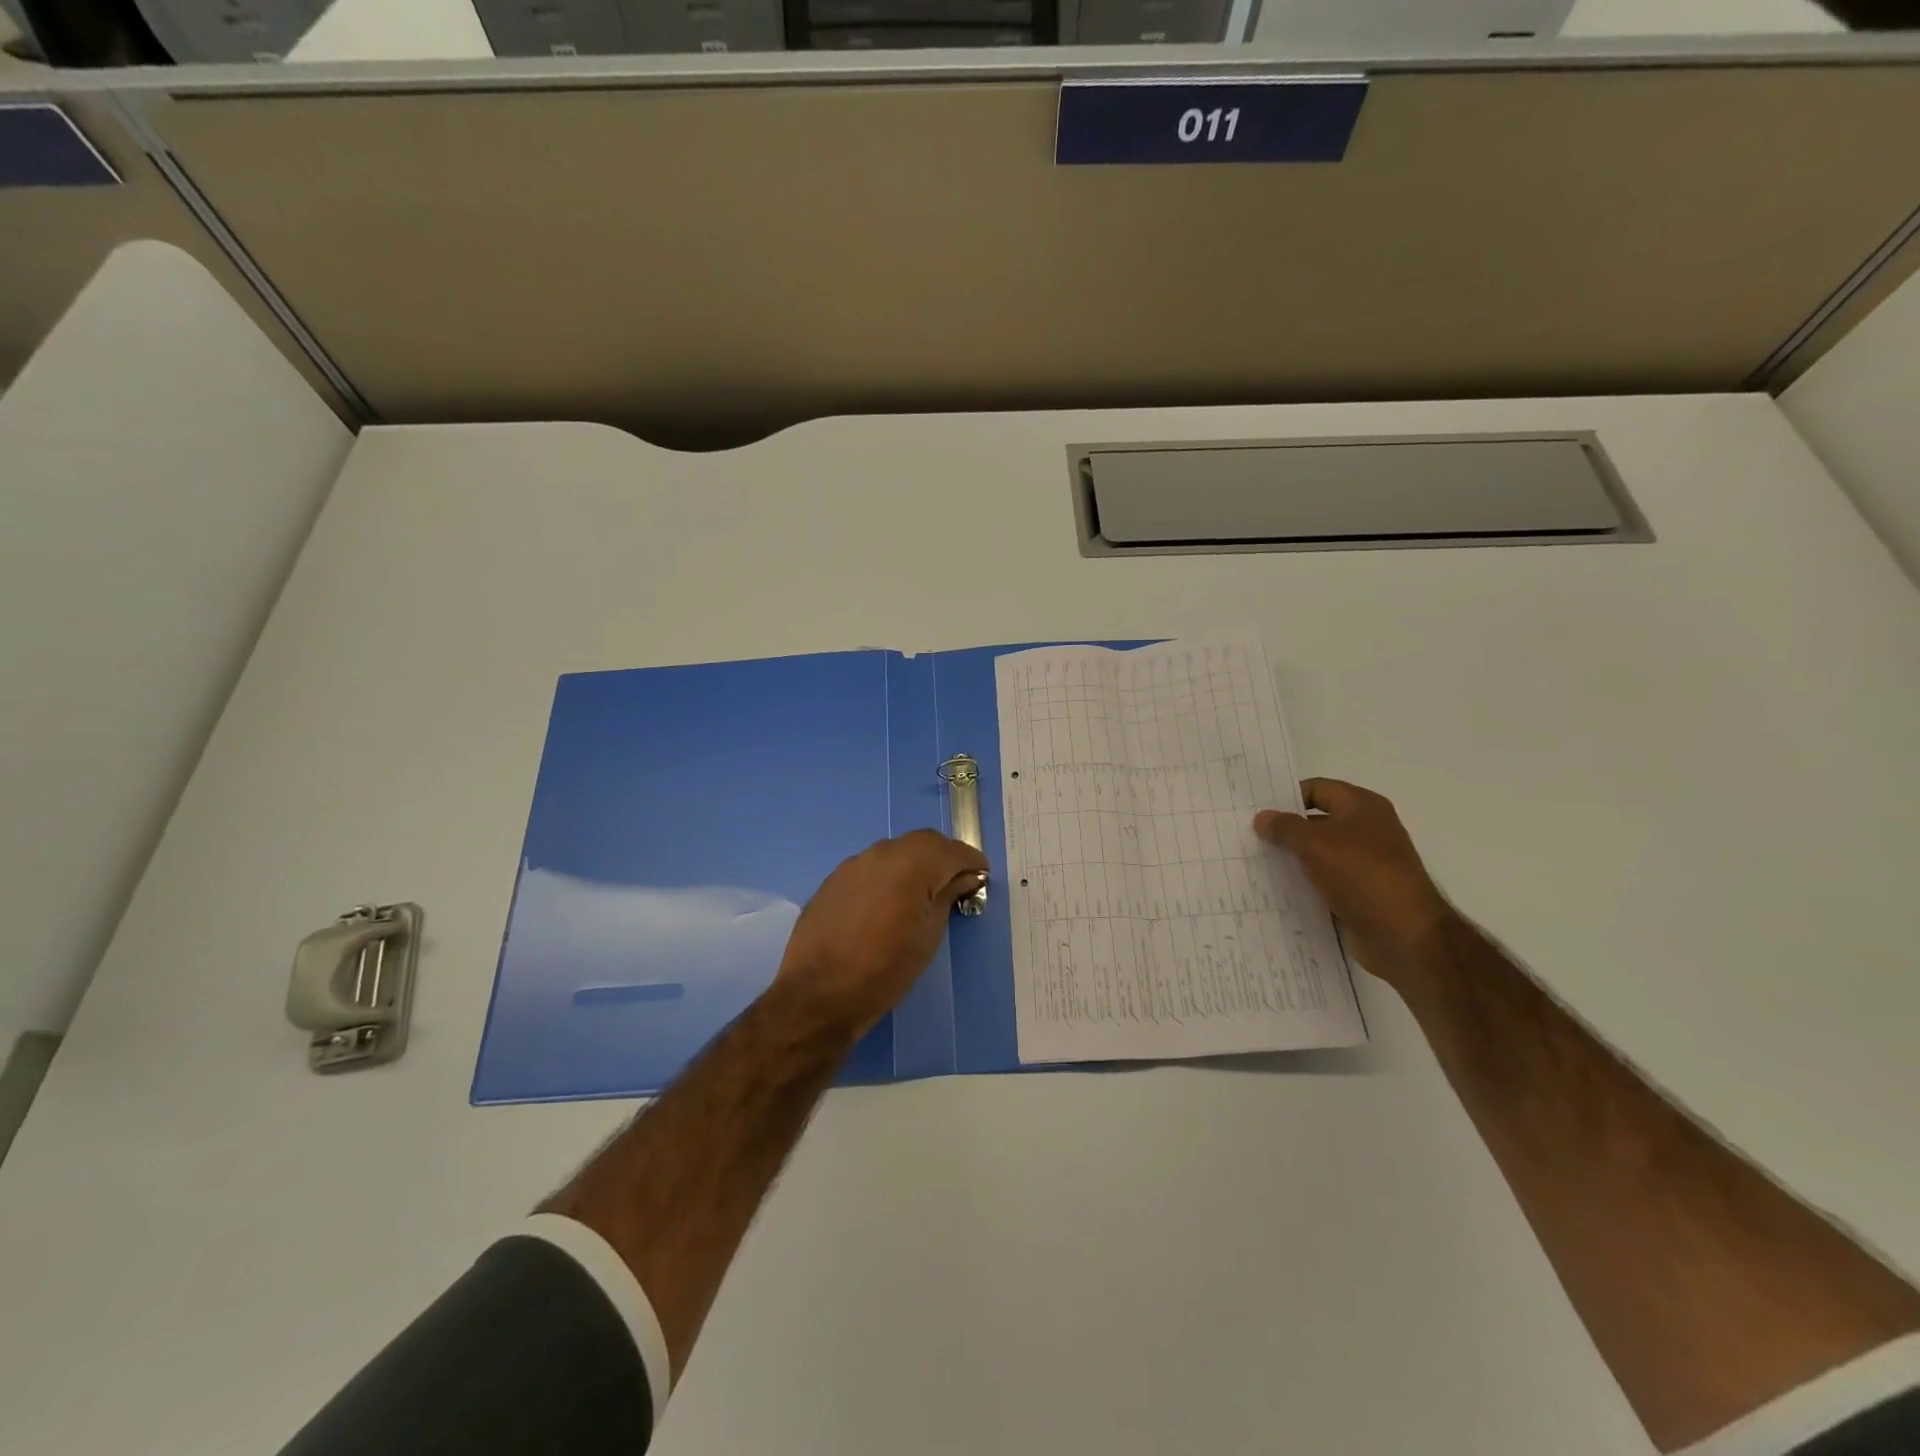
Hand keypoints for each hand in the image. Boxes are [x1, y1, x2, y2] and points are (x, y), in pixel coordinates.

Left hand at [773, 830, 988, 1037]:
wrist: (819, 993)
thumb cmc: (886, 970)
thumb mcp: (928, 936)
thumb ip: (946, 898)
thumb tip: (962, 879)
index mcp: (911, 865)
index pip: (951, 850)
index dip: (971, 861)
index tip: (982, 876)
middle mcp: (882, 853)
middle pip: (923, 842)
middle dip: (944, 857)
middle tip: (958, 882)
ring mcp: (854, 864)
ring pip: (895, 851)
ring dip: (916, 863)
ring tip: (925, 891)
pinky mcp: (834, 879)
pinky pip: (871, 866)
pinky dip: (890, 874)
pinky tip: (891, 900)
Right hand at [1254, 778, 1454, 990]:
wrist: (1405, 937)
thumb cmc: (1363, 876)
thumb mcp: (1316, 844)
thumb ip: (1285, 827)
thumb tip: (1262, 817)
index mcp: (1362, 807)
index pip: (1316, 789)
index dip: (1286, 797)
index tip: (1255, 812)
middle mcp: (1366, 830)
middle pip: (1316, 821)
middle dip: (1285, 830)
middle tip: (1248, 838)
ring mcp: (1364, 863)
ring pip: (1318, 853)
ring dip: (1291, 859)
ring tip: (1255, 864)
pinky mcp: (1360, 892)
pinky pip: (1324, 881)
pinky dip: (1303, 884)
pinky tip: (1276, 890)